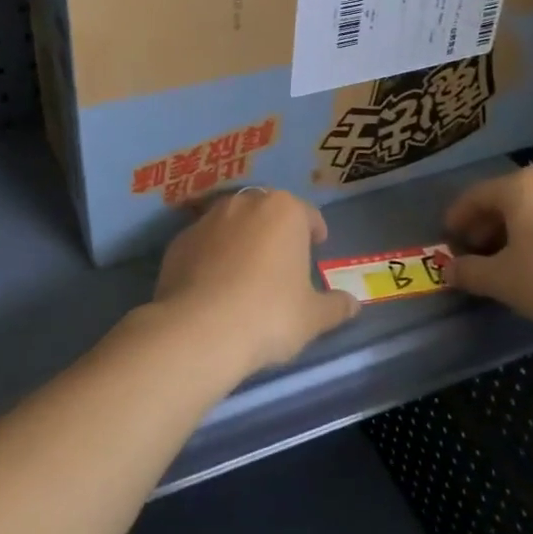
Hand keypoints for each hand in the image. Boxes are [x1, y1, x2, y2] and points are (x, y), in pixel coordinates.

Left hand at [152, 189, 357, 375]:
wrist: (199, 329)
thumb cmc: (269, 314)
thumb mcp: (313, 317)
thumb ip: (336, 306)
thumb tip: (353, 304)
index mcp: (283, 211)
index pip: (307, 214)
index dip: (314, 229)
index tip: (317, 245)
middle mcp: (244, 204)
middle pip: (267, 211)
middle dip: (275, 230)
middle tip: (282, 258)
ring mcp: (207, 220)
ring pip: (232, 223)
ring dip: (241, 239)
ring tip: (246, 271)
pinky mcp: (179, 241)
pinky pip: (204, 244)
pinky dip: (212, 256)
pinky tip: (215, 284)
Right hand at [443, 165, 532, 335]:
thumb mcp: (503, 281)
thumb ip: (470, 273)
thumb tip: (448, 270)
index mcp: (521, 188)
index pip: (475, 195)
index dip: (456, 218)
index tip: (447, 239)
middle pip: (507, 200)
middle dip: (486, 226)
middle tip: (475, 253)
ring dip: (516, 233)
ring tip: (509, 263)